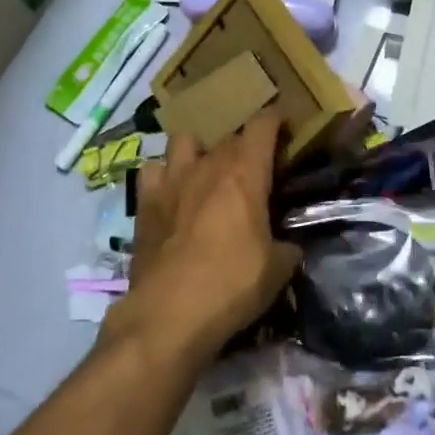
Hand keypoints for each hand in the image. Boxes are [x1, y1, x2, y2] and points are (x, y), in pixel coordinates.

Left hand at [112, 110, 300, 363]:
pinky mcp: (144, 203)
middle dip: (244, 146)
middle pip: (229, 136)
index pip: (263, 125)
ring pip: (185, 140)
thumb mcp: (278, 269)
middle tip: (254, 169)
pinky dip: (164, 175)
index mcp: (245, 173)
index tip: (286, 129)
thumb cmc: (232, 284)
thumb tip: (290, 246)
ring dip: (199, 151)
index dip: (276, 121)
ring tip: (207, 172)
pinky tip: (172, 193)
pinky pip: (153, 170)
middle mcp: (208, 165)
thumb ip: (288, 247)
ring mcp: (171, 180)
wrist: (169, 314)